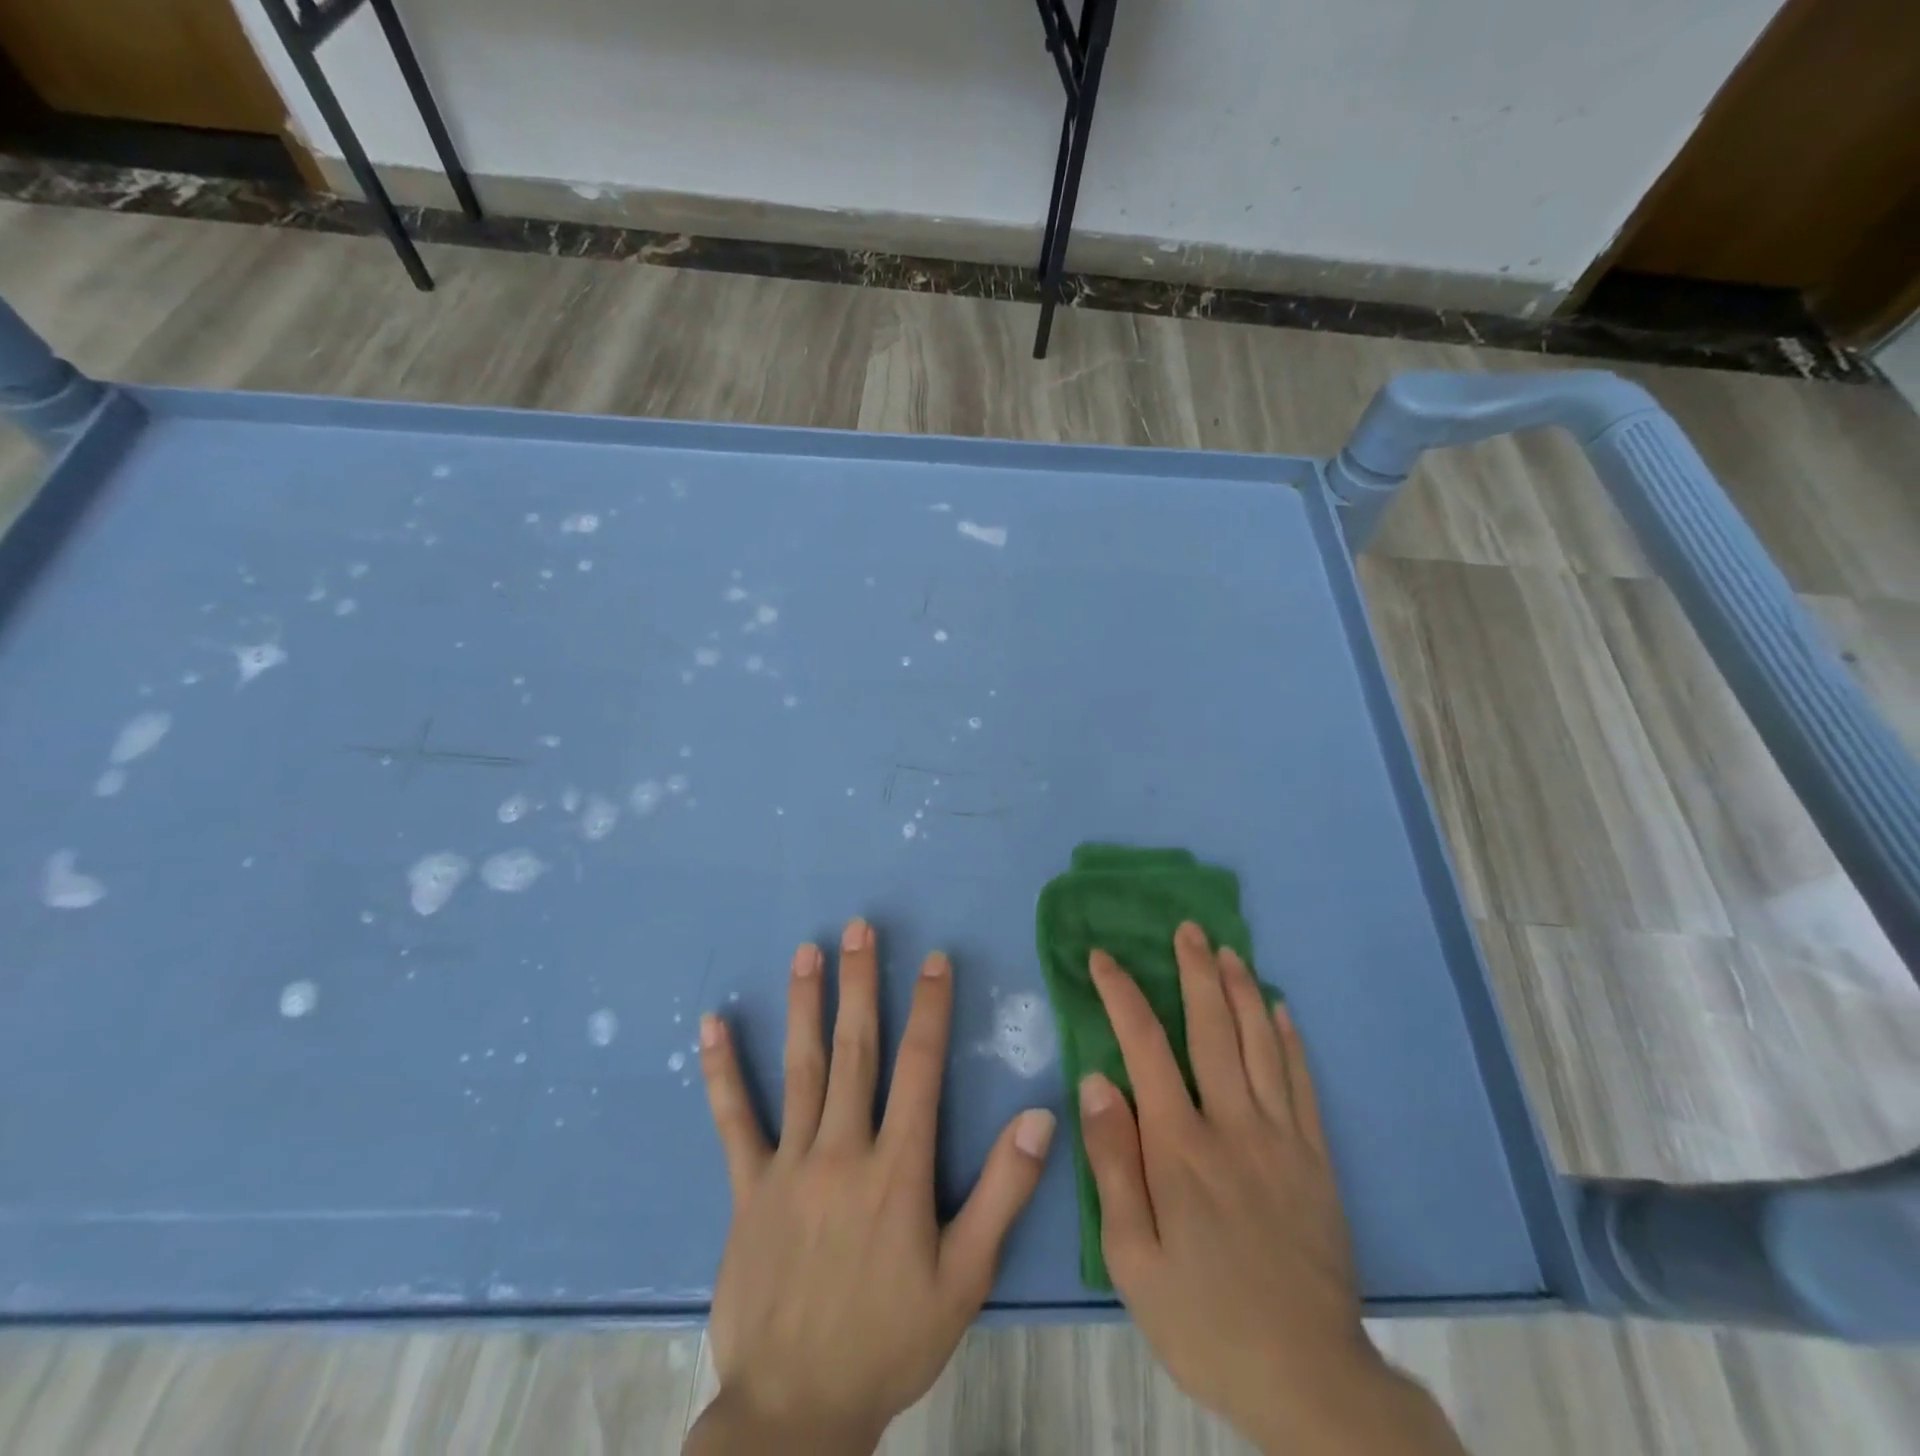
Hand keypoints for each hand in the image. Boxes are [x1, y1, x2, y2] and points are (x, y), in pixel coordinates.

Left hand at [685, 918, 1057, 1454]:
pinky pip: (734, 1120)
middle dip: (861, 983)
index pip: (920, 1068)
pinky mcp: (748, 1187)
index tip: (935, 960)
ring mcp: (790, 1164)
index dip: (930, 1008)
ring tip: (807, 951)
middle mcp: (843, 1150)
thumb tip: (1040, 1117)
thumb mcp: (965, 1279)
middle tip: (860, 927)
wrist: (796, 1411)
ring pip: (801, 1068)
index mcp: (898, 1169)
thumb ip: (1003, 1193)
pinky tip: (712, 1025)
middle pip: (856, 1049)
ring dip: (805, 1004)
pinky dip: (722, 1071)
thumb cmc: (891, 1340)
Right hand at [1080, 924, 1465, 1455]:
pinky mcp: (1316, 1160)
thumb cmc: (1205, 1320)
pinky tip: (1280, 1011)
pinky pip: (1301, 1082)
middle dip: (1195, 971)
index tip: (1103, 958)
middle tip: (1188, 928)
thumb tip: (1097, 1080)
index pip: (1145, 1046)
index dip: (1122, 994)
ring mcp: (1282, 1138)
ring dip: (1242, 990)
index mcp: (1180, 1146)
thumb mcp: (1134, 1258)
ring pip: (1260, 1043)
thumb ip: (1113, 1162)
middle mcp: (1232, 1125)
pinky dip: (1289, 1039)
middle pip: (1211, 1028)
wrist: (1311, 1381)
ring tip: (1229, 951)